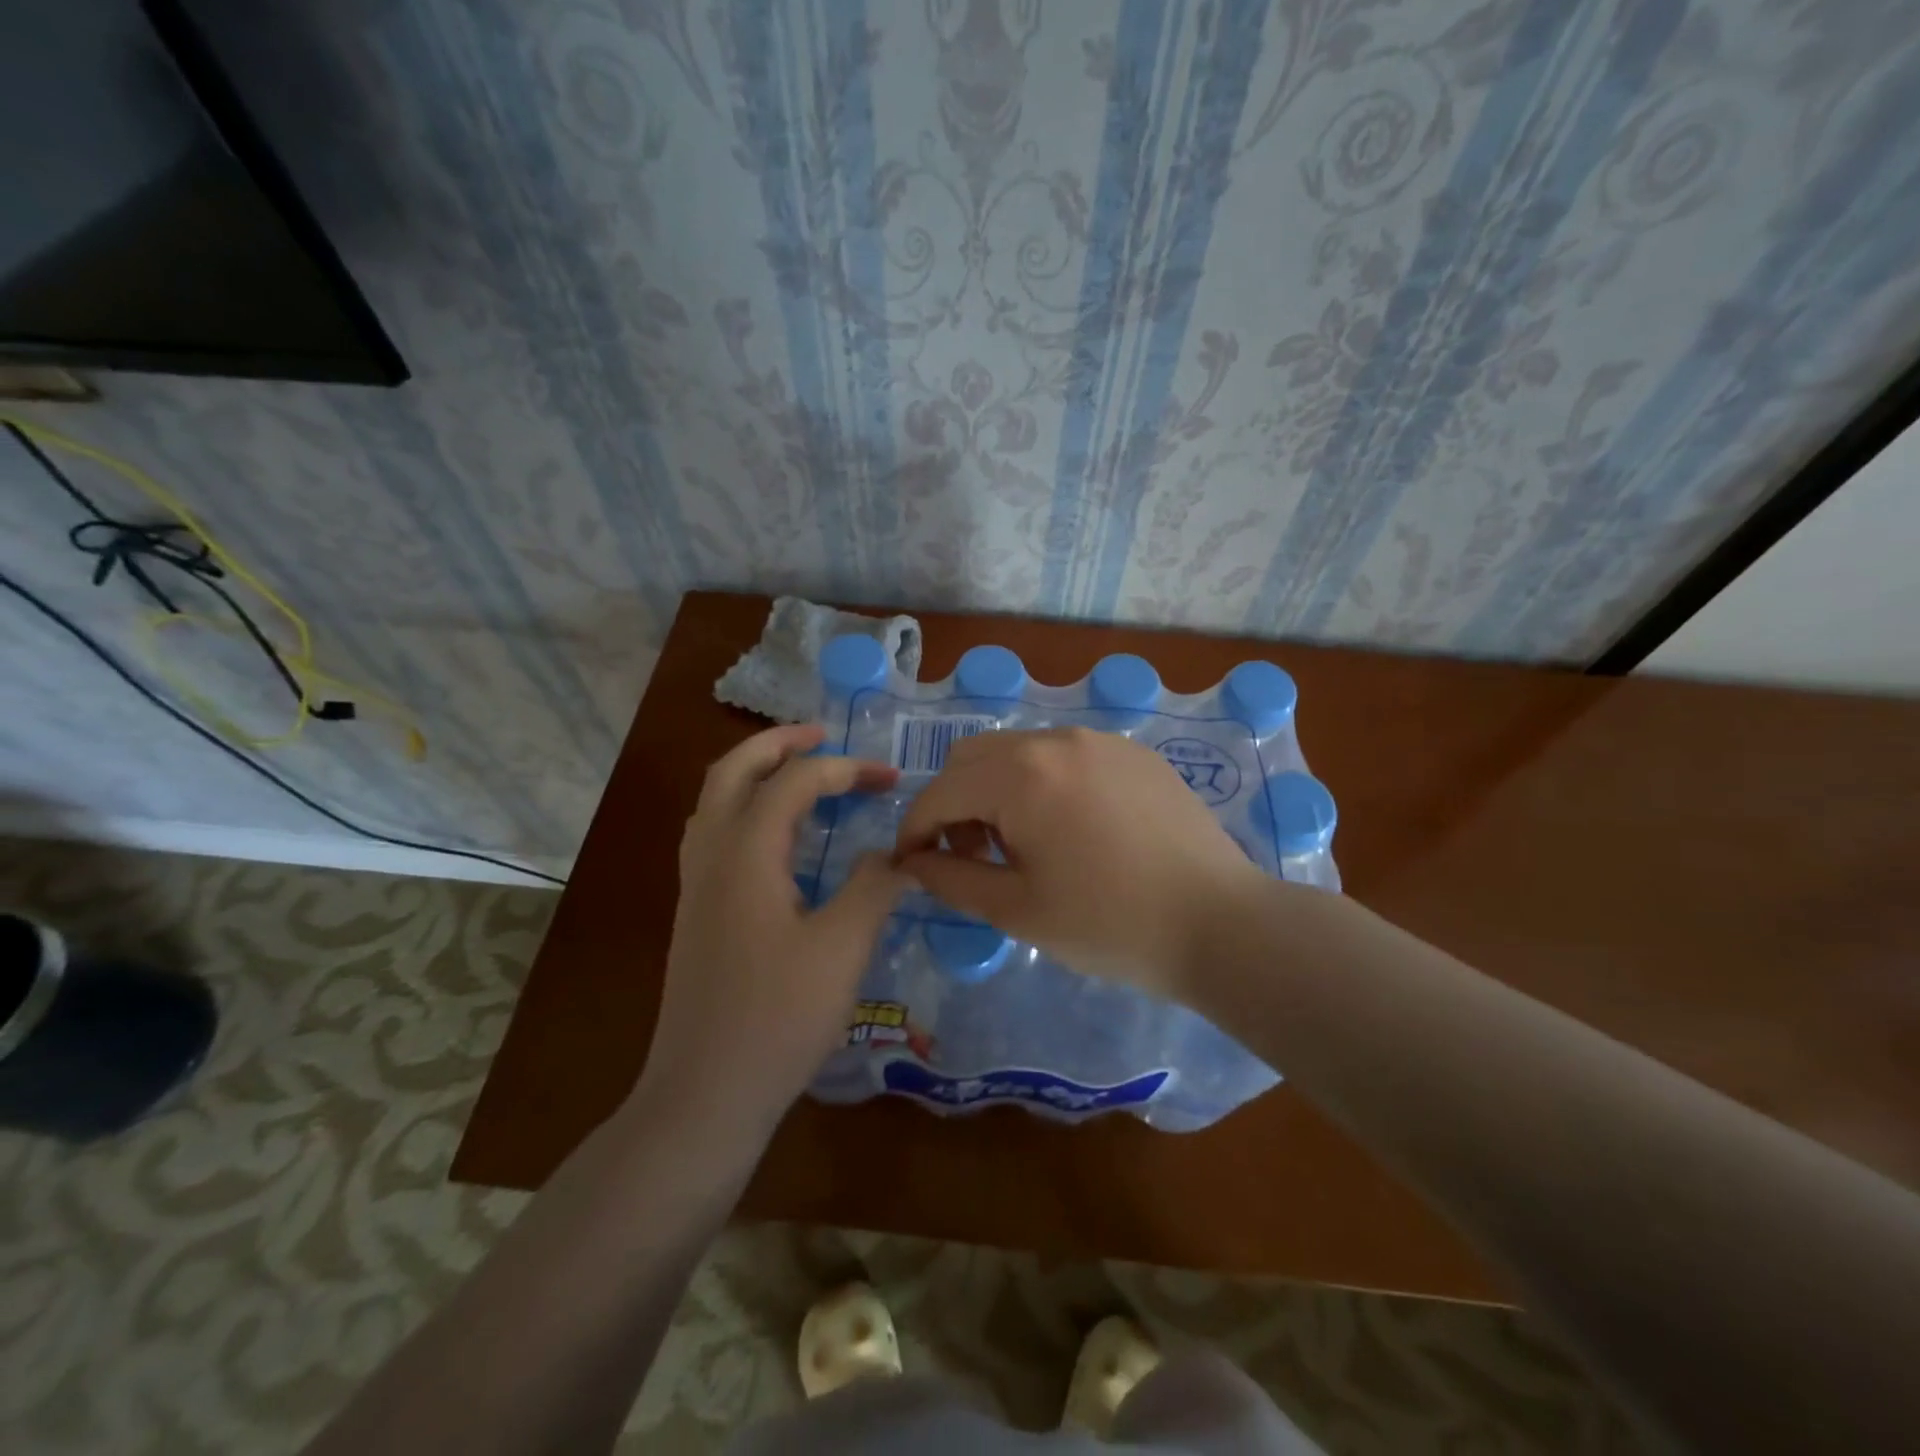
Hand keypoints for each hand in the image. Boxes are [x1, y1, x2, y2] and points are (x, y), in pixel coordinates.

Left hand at [638, 724, 910, 1134]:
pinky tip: (776, 834)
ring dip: (755, 772)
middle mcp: (711, 855)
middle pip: (733, 771)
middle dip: (778, 743)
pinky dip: (745, 807)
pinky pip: (714, 832)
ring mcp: (696, 884)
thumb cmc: (777, 1019)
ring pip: (715, 800)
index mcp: (745, 853)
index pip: (794, 781)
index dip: (845, 769)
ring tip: (799, 770)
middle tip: (822, 734)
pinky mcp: (696, 911)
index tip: (889, 779)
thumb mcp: (843, 948)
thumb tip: (899, 853)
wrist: (705, 1092)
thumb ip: (874, 886)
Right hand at [893, 728, 1266, 995]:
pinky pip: (1064, 755)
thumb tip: (912, 861)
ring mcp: (1099, 740)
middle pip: (973, 758)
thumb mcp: (1017, 910)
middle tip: (970, 857)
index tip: (911, 865)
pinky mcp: (1133, 753)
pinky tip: (1069, 829)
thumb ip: (950, 879)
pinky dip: (1041, 784)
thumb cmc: (1110, 924)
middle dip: (954, 804)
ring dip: (996, 791)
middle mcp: (1056, 740)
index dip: (915, 830)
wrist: (1221, 924)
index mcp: (1020, 775)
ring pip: (1018, 752)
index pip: (940, 792)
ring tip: (1021, 846)